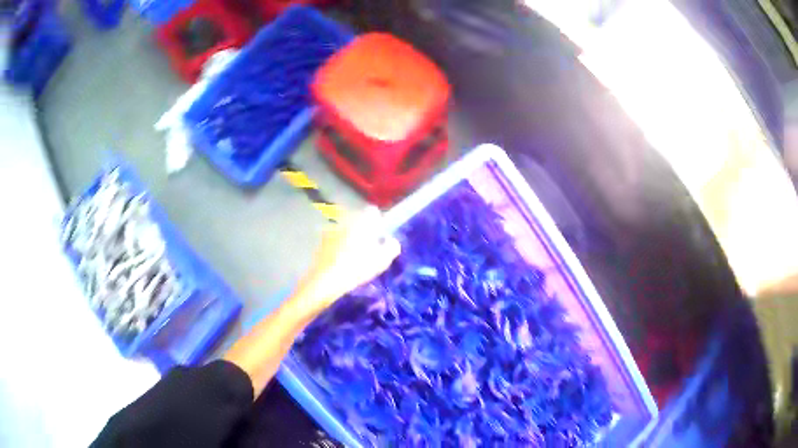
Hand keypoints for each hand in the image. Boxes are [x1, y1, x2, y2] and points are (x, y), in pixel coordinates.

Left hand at [294, 207, 400, 316]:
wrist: (324, 280)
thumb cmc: (356, 268)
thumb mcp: (382, 261)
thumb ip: (391, 247)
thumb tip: (392, 241)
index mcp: (361, 221)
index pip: (373, 212)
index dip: (379, 223)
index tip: (381, 237)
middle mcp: (345, 220)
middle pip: (358, 219)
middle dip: (364, 230)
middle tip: (369, 248)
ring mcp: (331, 230)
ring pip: (345, 229)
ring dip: (350, 238)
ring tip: (354, 256)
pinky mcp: (320, 241)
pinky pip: (334, 239)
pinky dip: (338, 246)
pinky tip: (341, 261)